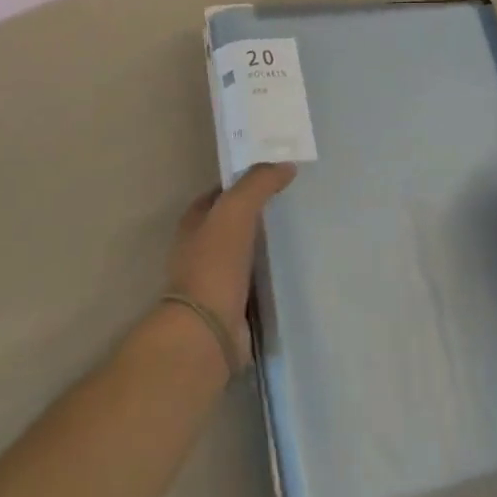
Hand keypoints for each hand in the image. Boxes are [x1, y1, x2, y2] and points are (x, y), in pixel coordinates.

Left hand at [165, 163, 295, 365]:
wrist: (207, 330)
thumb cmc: (215, 262)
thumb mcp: (236, 209)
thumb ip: (258, 183)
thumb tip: (286, 165)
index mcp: (194, 222)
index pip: (220, 193)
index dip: (244, 181)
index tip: (275, 175)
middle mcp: (201, 248)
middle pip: (234, 222)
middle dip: (258, 213)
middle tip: (294, 202)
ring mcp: (217, 279)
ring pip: (246, 252)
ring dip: (266, 245)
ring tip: (301, 232)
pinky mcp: (234, 306)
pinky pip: (257, 281)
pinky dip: (272, 274)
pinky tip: (295, 268)